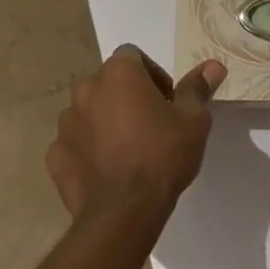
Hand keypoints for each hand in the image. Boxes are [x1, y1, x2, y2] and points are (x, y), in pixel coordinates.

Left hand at [47, 46, 222, 230]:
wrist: (123, 212)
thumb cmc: (162, 155)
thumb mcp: (192, 121)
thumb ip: (197, 89)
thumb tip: (214, 65)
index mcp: (118, 73)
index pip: (133, 57)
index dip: (152, 75)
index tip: (167, 102)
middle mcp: (86, 89)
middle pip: (109, 83)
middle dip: (127, 97)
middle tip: (151, 126)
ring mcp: (66, 123)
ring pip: (89, 111)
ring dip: (106, 121)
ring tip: (128, 150)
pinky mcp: (55, 154)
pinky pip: (75, 142)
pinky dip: (88, 149)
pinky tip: (107, 170)